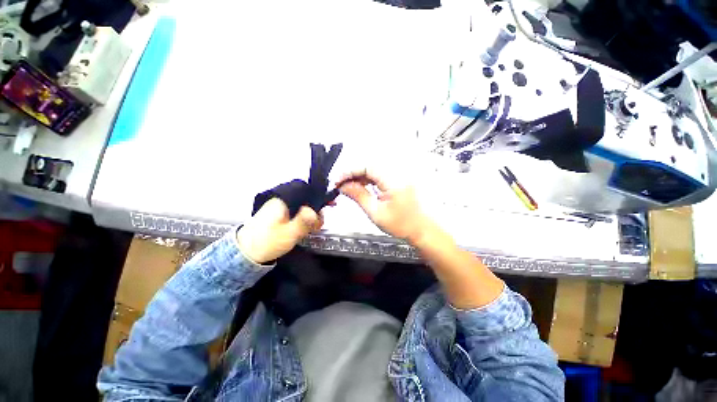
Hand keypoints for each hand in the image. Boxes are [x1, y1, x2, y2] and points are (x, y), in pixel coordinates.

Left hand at [237, 198, 322, 263]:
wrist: (245, 254)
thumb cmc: (266, 242)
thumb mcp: (288, 233)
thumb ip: (303, 221)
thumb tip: (315, 211)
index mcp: (283, 201)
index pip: (306, 191)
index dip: (319, 197)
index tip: (331, 204)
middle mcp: (282, 201)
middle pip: (305, 199)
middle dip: (316, 209)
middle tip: (320, 222)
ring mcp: (280, 208)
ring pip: (302, 207)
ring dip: (311, 215)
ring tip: (315, 227)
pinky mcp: (279, 216)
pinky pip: (296, 213)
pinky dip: (304, 218)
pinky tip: (308, 227)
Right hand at [338, 170, 430, 242]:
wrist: (420, 229)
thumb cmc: (401, 224)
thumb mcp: (375, 212)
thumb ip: (358, 196)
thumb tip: (343, 186)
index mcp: (393, 180)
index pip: (367, 166)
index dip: (349, 171)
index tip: (338, 181)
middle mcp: (397, 173)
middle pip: (369, 166)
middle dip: (353, 174)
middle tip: (341, 185)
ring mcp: (399, 175)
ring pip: (373, 169)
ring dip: (360, 176)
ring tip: (349, 187)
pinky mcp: (398, 179)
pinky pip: (379, 174)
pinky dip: (368, 179)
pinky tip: (362, 187)